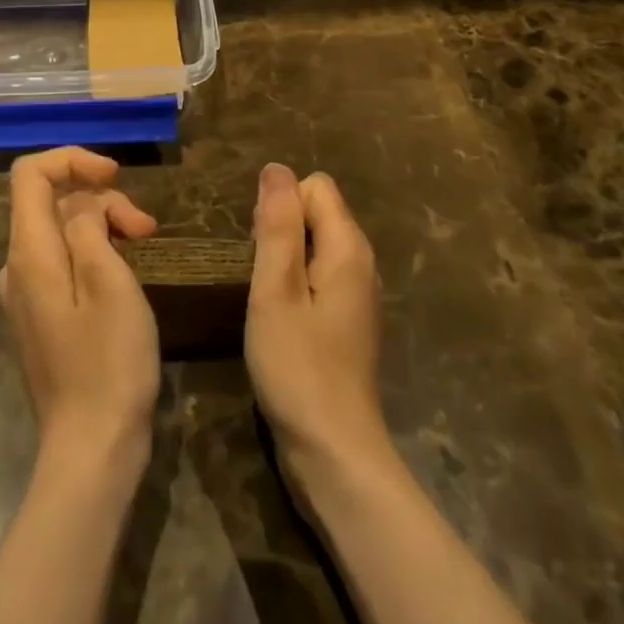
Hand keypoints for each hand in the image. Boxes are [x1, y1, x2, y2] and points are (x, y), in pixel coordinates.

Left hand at [0, 148, 160, 471]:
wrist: (91, 452)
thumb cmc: (108, 363)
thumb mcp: (108, 281)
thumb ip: (89, 227)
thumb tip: (83, 209)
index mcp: (29, 252)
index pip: (30, 173)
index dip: (72, 159)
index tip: (115, 175)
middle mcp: (16, 267)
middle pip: (51, 201)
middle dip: (100, 199)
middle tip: (146, 228)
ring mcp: (25, 294)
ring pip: (60, 230)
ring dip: (102, 225)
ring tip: (144, 245)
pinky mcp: (40, 317)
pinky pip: (62, 260)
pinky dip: (93, 251)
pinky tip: (123, 273)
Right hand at [246, 164, 389, 505]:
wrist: (334, 455)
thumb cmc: (298, 366)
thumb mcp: (276, 289)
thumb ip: (277, 224)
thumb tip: (276, 168)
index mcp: (349, 247)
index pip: (314, 186)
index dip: (281, 206)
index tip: (263, 251)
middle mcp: (362, 262)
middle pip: (317, 211)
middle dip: (281, 229)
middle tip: (261, 279)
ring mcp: (358, 294)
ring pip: (315, 244)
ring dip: (285, 258)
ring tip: (267, 299)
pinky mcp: (348, 321)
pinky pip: (319, 274)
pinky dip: (296, 284)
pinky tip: (282, 320)